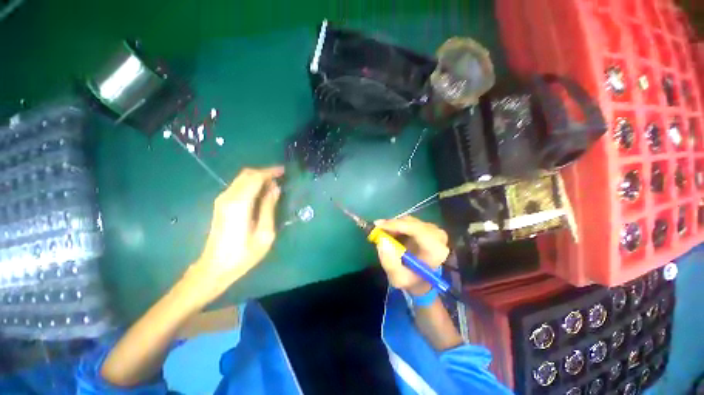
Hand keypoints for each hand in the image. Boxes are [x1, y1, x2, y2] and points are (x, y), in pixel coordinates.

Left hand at [190, 166, 283, 297]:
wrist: (214, 267)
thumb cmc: (243, 254)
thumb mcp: (264, 233)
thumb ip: (269, 207)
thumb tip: (275, 188)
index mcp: (239, 204)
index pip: (255, 178)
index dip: (270, 172)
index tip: (284, 171)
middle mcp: (228, 197)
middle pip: (247, 174)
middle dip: (265, 172)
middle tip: (281, 177)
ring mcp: (222, 200)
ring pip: (242, 179)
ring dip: (258, 178)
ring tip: (274, 184)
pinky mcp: (221, 205)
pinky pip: (238, 186)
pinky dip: (252, 184)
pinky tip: (262, 192)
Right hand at [374, 216, 449, 294]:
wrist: (421, 279)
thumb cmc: (410, 279)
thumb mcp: (397, 278)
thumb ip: (389, 262)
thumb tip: (382, 240)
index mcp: (435, 250)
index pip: (418, 230)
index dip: (397, 225)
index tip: (379, 225)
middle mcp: (438, 237)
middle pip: (412, 223)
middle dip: (393, 225)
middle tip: (377, 229)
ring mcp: (433, 230)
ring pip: (409, 220)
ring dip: (394, 225)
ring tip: (383, 234)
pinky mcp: (427, 227)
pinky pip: (409, 221)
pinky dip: (397, 225)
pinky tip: (391, 233)